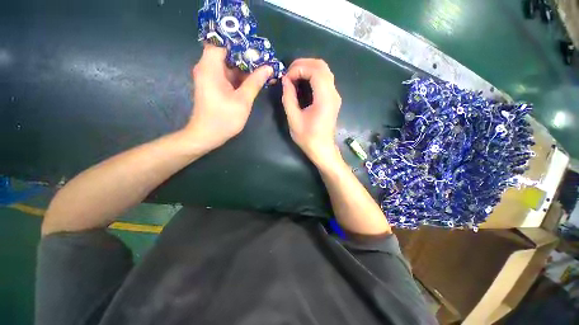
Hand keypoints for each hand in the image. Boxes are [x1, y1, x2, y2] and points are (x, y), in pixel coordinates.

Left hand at [184, 44, 272, 151]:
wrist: (207, 135)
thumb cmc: (223, 119)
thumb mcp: (242, 101)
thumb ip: (255, 82)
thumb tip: (268, 68)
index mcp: (210, 67)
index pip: (221, 41)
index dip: (238, 41)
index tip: (256, 46)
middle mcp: (207, 68)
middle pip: (227, 52)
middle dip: (246, 54)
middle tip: (265, 58)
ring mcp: (211, 77)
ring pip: (230, 64)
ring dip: (246, 67)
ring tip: (264, 68)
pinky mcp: (215, 85)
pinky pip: (229, 75)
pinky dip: (241, 76)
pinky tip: (255, 79)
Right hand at [281, 59, 341, 166]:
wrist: (322, 149)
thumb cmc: (308, 137)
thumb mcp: (294, 119)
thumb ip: (288, 98)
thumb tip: (285, 80)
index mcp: (325, 98)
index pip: (315, 70)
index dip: (298, 68)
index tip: (286, 78)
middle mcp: (333, 93)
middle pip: (321, 66)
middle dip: (303, 64)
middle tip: (288, 74)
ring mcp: (335, 95)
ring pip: (324, 71)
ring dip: (308, 69)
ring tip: (293, 77)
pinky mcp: (333, 99)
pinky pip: (324, 79)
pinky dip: (312, 76)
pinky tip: (302, 83)